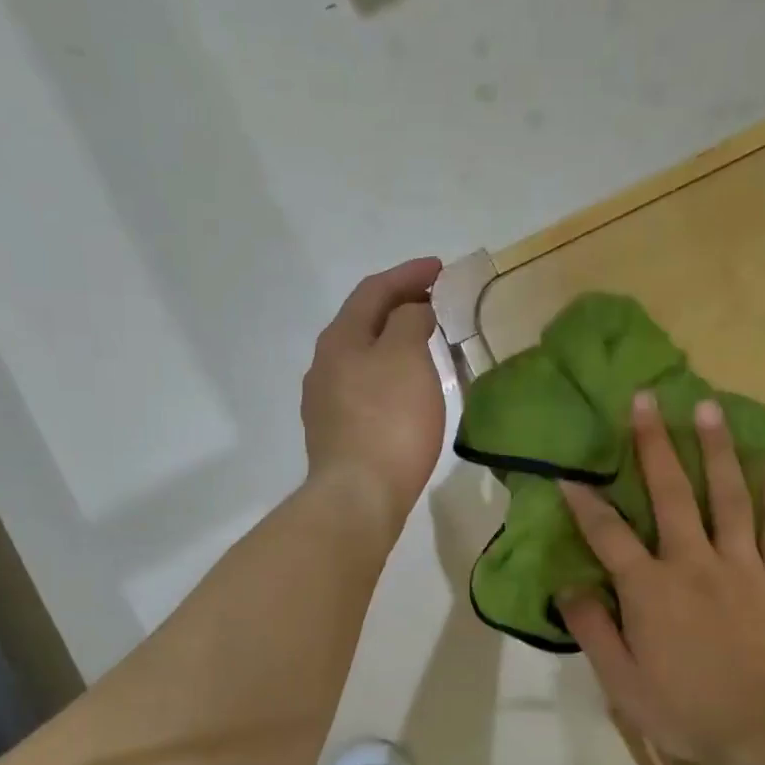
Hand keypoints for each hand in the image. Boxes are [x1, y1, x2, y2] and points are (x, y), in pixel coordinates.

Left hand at [302, 257, 446, 535]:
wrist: (358, 496)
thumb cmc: (388, 421)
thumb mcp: (405, 357)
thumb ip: (409, 321)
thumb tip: (411, 311)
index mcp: (340, 339)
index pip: (373, 290)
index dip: (407, 274)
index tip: (440, 268)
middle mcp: (324, 365)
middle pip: (362, 322)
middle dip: (397, 305)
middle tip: (433, 301)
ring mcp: (325, 402)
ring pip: (361, 357)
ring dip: (391, 341)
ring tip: (422, 341)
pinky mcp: (335, 433)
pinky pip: (363, 388)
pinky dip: (386, 374)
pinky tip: (403, 389)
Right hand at [557, 392, 764, 764]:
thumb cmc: (685, 710)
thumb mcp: (621, 681)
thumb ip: (592, 628)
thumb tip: (566, 587)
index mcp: (650, 588)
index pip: (608, 534)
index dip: (585, 502)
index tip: (569, 473)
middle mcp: (693, 562)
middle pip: (671, 493)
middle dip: (654, 444)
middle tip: (647, 399)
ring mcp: (742, 566)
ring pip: (728, 496)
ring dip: (715, 449)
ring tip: (708, 408)